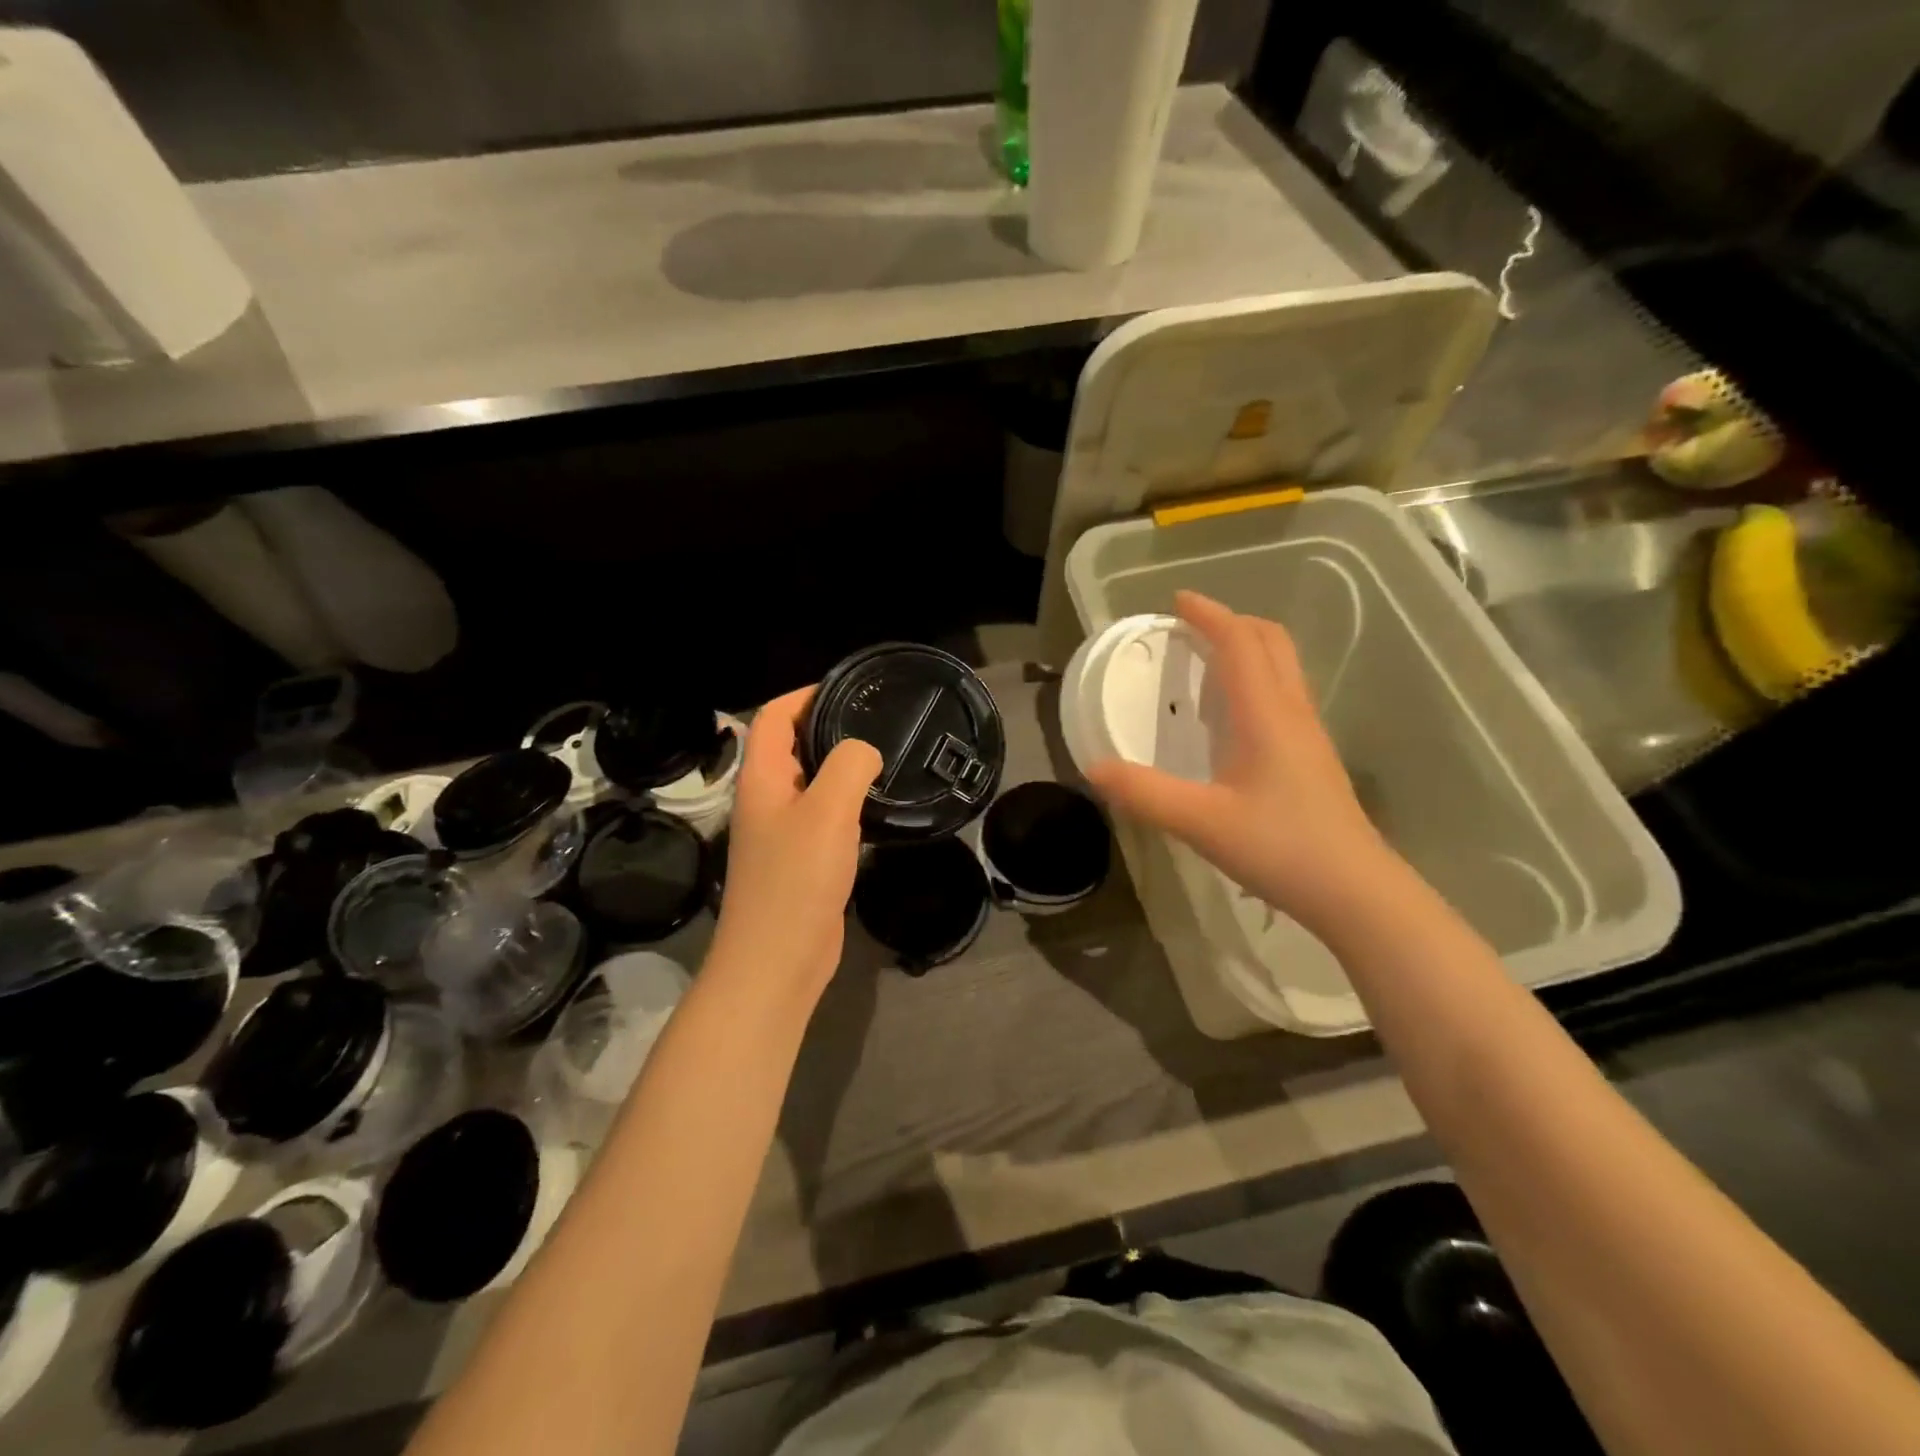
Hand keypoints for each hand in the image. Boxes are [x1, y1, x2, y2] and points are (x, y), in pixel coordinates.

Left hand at [710, 687, 881, 1000]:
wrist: (776, 960)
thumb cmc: (796, 879)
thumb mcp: (828, 811)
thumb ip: (849, 766)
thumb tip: (865, 751)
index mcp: (762, 779)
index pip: (773, 717)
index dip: (805, 695)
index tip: (849, 689)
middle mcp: (766, 800)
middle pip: (790, 746)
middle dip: (827, 727)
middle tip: (875, 721)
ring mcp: (780, 833)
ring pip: (809, 783)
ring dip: (839, 766)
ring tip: (883, 755)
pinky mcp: (799, 861)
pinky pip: (821, 816)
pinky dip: (845, 802)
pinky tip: (874, 805)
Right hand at [1086, 591, 1402, 937]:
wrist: (1355, 891)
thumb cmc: (1281, 847)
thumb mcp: (1201, 822)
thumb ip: (1145, 793)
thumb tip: (1093, 768)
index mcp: (1265, 714)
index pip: (1240, 642)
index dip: (1210, 615)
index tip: (1177, 601)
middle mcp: (1292, 712)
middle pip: (1270, 643)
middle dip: (1232, 622)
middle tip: (1191, 627)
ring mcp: (1308, 734)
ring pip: (1282, 668)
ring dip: (1247, 649)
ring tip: (1207, 662)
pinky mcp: (1312, 757)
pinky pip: (1283, 695)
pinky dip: (1255, 680)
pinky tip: (1231, 716)